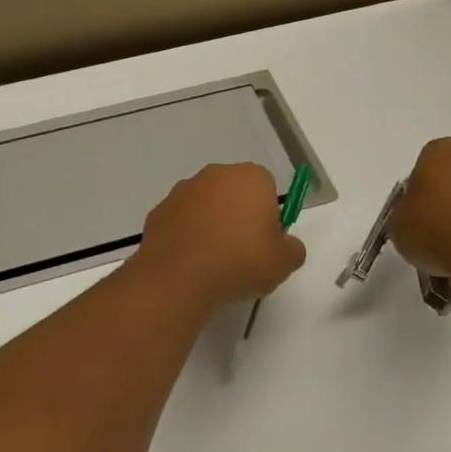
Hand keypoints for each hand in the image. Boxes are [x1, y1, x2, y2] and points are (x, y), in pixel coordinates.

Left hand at [134, 163, 307, 309]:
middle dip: (239, 216)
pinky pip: (181, 222)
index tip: (265, 242)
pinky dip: (187, 236)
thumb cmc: (239, 262)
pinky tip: (190, 263)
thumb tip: (286, 245)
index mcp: (250, 177)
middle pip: (234, 193)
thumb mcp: (284, 263)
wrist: (179, 277)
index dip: (269, 216)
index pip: (267, 188)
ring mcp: (182, 191)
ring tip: (214, 262)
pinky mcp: (158, 211)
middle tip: (242, 252)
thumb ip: (292, 248)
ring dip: (211, 225)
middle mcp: (215, 174)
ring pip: (206, 206)